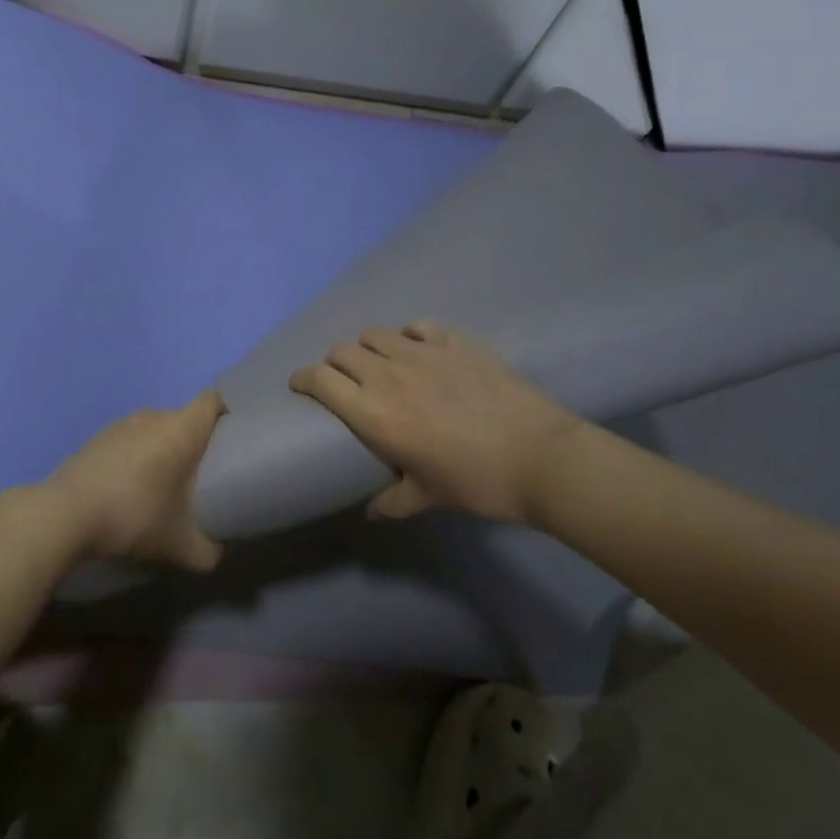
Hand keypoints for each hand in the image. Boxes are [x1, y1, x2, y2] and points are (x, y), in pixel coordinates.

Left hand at [42, 392, 226, 570]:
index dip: (226, 414)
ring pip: (155, 429)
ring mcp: (121, 424)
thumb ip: (208, 551)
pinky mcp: (97, 438)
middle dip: (195, 442)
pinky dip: (136, 457)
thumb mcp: (179, 546)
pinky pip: (130, 440)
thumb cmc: (133, 516)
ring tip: (165, 485)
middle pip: (184, 418)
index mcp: (180, 429)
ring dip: (163, 450)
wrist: (65, 515)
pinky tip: (131, 489)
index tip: (233, 440)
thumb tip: (216, 554)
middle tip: (202, 476)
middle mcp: (153, 416)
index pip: (212, 401)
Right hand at [289, 321, 584, 524]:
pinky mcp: (454, 341)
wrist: (539, 456)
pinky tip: (420, 349)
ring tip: (381, 363)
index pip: (319, 380)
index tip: (300, 384)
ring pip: (375, 334)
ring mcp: (421, 353)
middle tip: (345, 380)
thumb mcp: (428, 497)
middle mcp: (386, 375)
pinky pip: (417, 326)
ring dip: (369, 348)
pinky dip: (410, 335)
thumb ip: (393, 501)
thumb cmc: (476, 482)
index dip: (303, 379)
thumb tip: (373, 512)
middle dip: (335, 364)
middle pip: (342, 352)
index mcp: (371, 412)